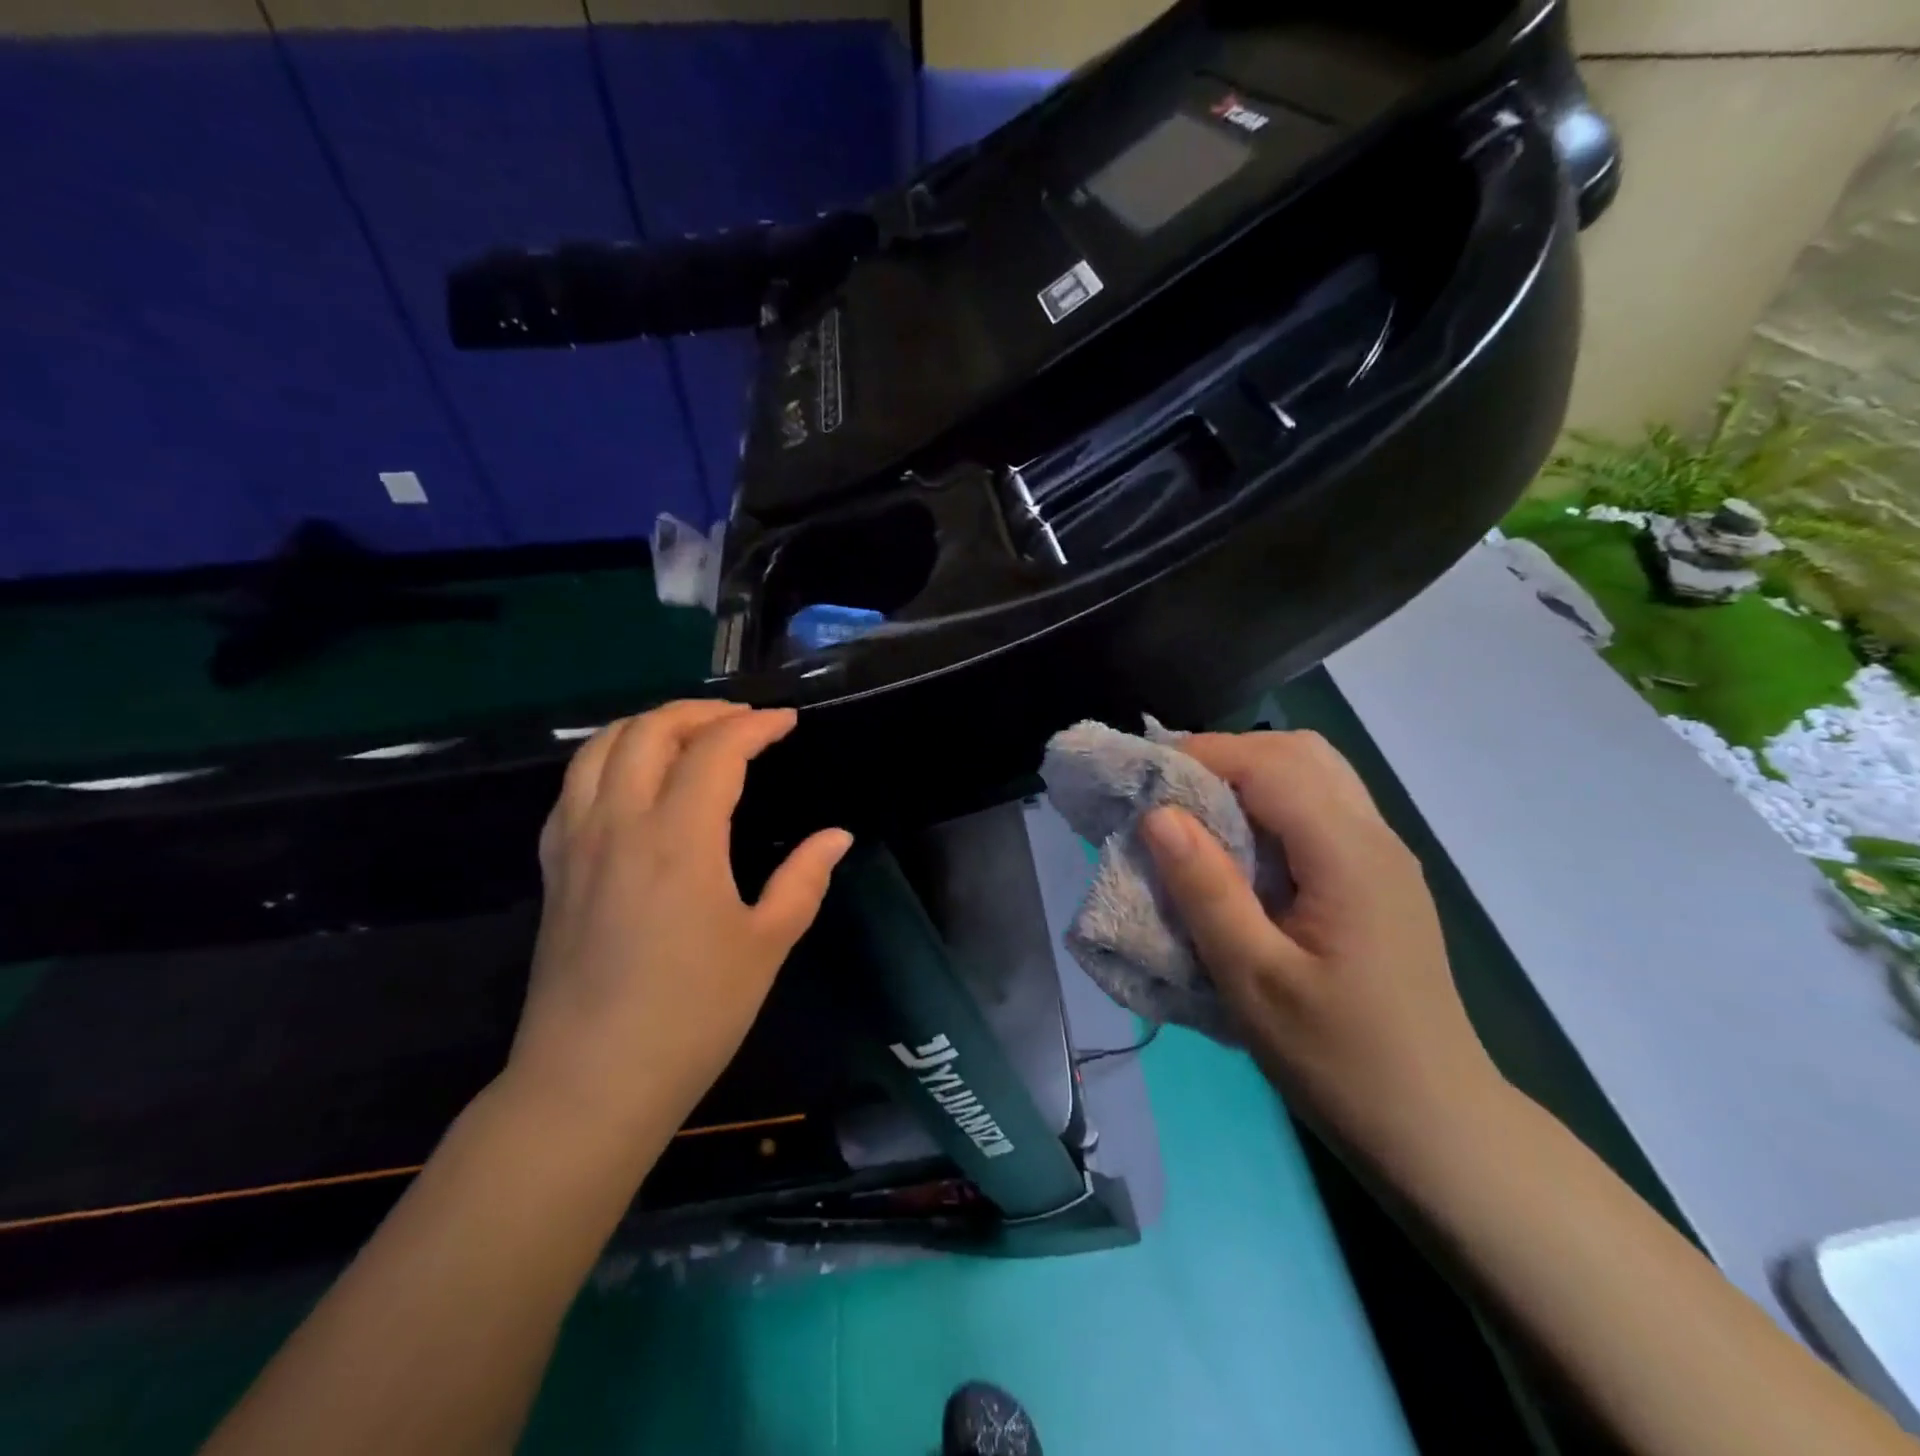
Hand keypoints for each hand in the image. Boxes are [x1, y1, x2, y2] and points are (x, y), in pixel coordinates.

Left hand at [504, 701, 852, 1139]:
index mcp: (679, 839)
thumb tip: (836, 836)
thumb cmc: (692, 1015)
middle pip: (649, 731)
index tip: (787, 723)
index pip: (716, 751)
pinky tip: (634, 780)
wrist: (590, 1082)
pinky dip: (609, 759)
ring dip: (649, 725)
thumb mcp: (766, 946)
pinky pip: (574, 786)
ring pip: (599, 748)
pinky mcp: (553, 868)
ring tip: (689, 734)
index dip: (756, 726)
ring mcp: (576, 843)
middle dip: (700, 711)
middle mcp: (620, 824)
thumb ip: (804, 880)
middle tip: (742, 721)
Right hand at [1141, 731, 1505, 1173]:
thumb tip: (1158, 814)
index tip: (1142, 777)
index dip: (1201, 755)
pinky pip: (1322, 808)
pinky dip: (1272, 801)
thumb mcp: (1254, 981)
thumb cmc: (1339, 1060)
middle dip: (1225, 755)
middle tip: (1166, 792)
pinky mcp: (1379, 878)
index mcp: (1348, 855)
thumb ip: (1206, 890)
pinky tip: (1240, 847)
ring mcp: (1384, 856)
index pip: (1270, 764)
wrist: (1438, 1128)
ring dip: (1250, 774)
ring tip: (1195, 812)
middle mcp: (1374, 838)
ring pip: (1315, 773)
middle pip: (1299, 752)